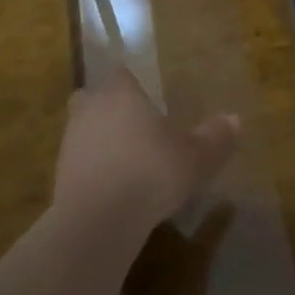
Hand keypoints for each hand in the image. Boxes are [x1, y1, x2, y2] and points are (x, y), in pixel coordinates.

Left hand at [54, 68, 240, 234]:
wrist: (98, 221)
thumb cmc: (150, 173)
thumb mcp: (195, 157)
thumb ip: (214, 137)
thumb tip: (235, 119)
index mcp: (120, 93)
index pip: (122, 74)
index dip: (135, 83)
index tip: (150, 98)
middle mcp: (90, 108)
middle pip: (95, 97)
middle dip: (112, 108)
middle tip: (136, 126)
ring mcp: (69, 141)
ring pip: (84, 129)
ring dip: (101, 139)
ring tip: (127, 159)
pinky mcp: (58, 174)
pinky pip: (80, 161)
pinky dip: (94, 167)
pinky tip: (114, 186)